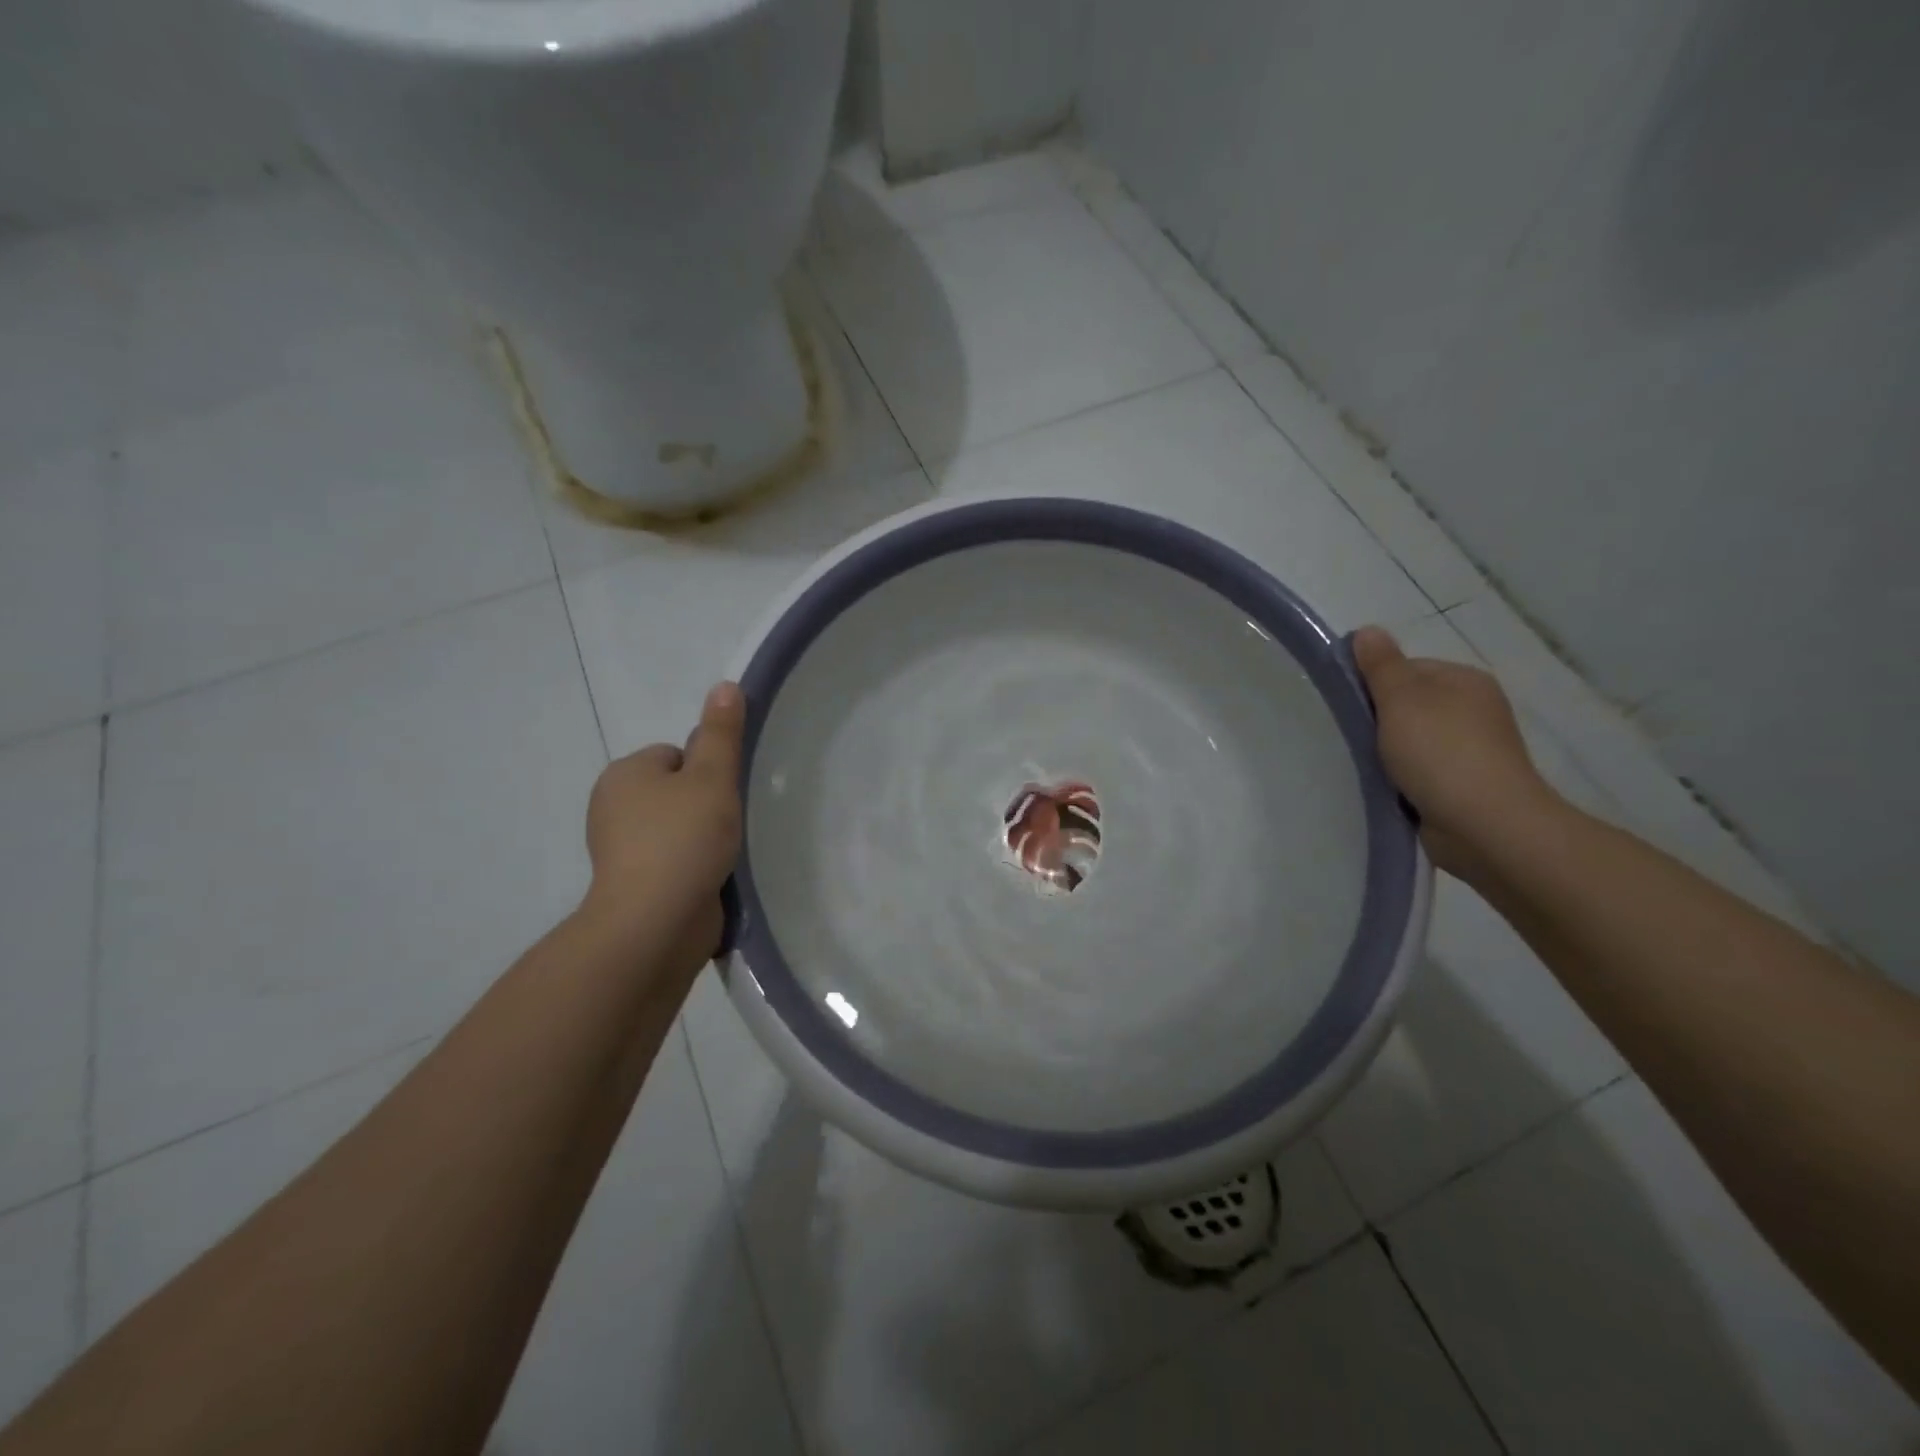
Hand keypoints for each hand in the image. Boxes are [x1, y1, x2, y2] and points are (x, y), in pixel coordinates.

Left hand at [581, 683, 745, 973]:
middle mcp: (613, 807)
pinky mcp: (634, 885)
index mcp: (625, 774)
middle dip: (706, 806)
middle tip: (728, 826)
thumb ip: (721, 733)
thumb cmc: (683, 840)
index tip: (723, 797)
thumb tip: (726, 685)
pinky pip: (673, 861)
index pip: (677, 755)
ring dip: (703, 838)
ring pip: (678, 828)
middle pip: (678, 791)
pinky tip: (711, 878)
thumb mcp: (712, 778)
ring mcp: (620, 850)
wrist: (655, 923)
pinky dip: (693, 867)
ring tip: (723, 854)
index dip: (708, 772)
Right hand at [1351, 627, 1562, 881]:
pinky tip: (1388, 788)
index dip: (1373, 684)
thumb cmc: (1441, 753)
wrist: (1486, 825)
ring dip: (1388, 753)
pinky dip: (1402, 778)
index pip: (1406, 669)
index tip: (1352, 707)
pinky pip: (1421, 771)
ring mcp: (1473, 749)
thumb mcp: (1402, 699)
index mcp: (1464, 680)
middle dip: (1379, 720)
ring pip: (1412, 740)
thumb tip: (1367, 631)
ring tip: (1367, 767)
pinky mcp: (1465, 785)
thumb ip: (1381, 665)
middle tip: (1355, 739)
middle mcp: (1474, 709)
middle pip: (1409, 704)